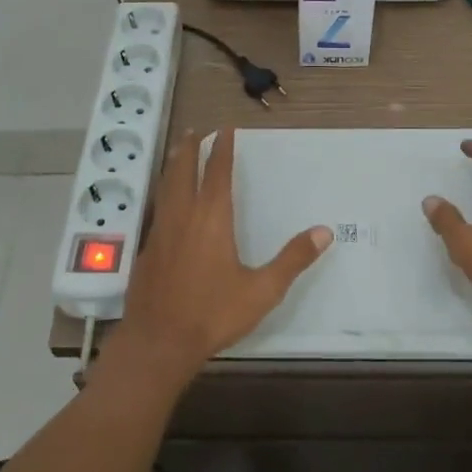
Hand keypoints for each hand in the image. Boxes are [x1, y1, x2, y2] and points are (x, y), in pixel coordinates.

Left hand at [112, 126, 332, 379]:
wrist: (158, 341)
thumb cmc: (213, 313)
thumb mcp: (262, 290)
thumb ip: (293, 259)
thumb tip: (324, 231)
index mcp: (212, 218)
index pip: (218, 173)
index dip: (222, 149)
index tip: (225, 129)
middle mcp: (183, 216)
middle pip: (184, 171)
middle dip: (191, 148)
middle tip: (196, 130)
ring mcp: (161, 231)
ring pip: (166, 187)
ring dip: (174, 165)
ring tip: (177, 152)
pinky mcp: (147, 249)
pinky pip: (157, 208)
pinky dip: (163, 192)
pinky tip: (165, 202)